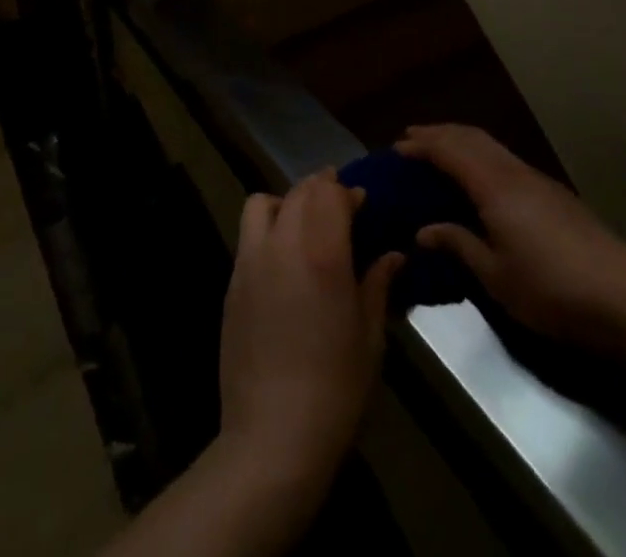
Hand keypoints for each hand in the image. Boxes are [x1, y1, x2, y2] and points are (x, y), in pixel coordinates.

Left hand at [217, 171, 403, 499]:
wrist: (273, 435)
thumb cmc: (336, 389)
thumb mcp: (370, 338)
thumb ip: (378, 285)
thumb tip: (393, 255)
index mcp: (322, 253)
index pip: (331, 194)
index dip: (348, 191)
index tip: (363, 202)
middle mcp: (283, 244)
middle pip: (299, 192)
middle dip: (321, 189)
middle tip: (340, 207)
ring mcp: (251, 260)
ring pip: (263, 202)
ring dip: (286, 202)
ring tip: (303, 225)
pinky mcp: (232, 281)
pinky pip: (248, 235)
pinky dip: (266, 228)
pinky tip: (282, 259)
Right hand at [397, 124, 625, 347]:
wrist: (625, 295)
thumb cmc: (552, 289)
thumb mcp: (496, 276)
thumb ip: (459, 245)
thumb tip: (423, 230)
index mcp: (494, 186)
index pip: (450, 151)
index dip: (422, 146)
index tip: (396, 148)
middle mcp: (513, 172)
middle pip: (471, 137)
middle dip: (439, 133)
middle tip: (412, 137)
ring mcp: (538, 180)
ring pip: (492, 145)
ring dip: (462, 140)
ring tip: (441, 148)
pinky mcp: (554, 193)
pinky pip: (505, 158)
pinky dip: (482, 154)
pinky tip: (481, 174)